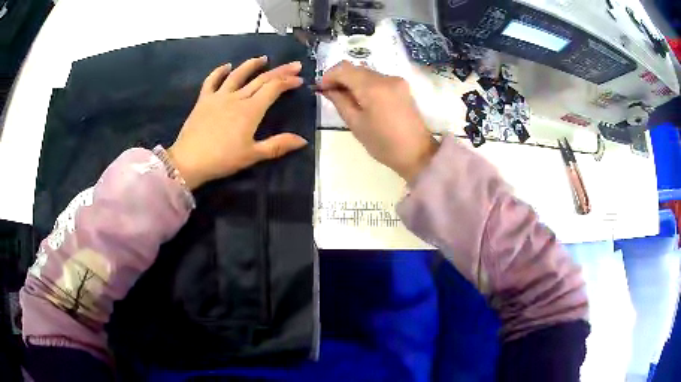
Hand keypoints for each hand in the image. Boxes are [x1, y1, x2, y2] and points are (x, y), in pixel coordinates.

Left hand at [167, 56, 307, 189]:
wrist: (189, 161)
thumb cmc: (223, 159)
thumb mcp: (253, 155)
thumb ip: (278, 145)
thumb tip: (302, 140)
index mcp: (251, 110)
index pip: (273, 89)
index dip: (288, 82)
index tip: (299, 79)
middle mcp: (237, 97)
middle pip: (261, 79)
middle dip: (280, 71)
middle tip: (293, 65)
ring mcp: (219, 96)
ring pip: (238, 75)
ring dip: (252, 65)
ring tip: (263, 58)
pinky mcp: (204, 100)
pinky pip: (212, 81)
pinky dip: (219, 71)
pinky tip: (227, 66)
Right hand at [318, 61, 437, 183]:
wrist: (417, 153)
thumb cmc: (383, 143)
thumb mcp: (356, 124)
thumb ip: (340, 101)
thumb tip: (328, 89)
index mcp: (372, 87)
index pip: (343, 68)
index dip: (328, 76)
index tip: (321, 89)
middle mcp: (386, 78)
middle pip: (356, 68)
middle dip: (340, 78)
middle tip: (332, 95)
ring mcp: (397, 81)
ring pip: (367, 73)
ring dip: (353, 81)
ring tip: (347, 100)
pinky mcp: (402, 87)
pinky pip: (378, 79)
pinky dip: (366, 85)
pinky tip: (363, 101)